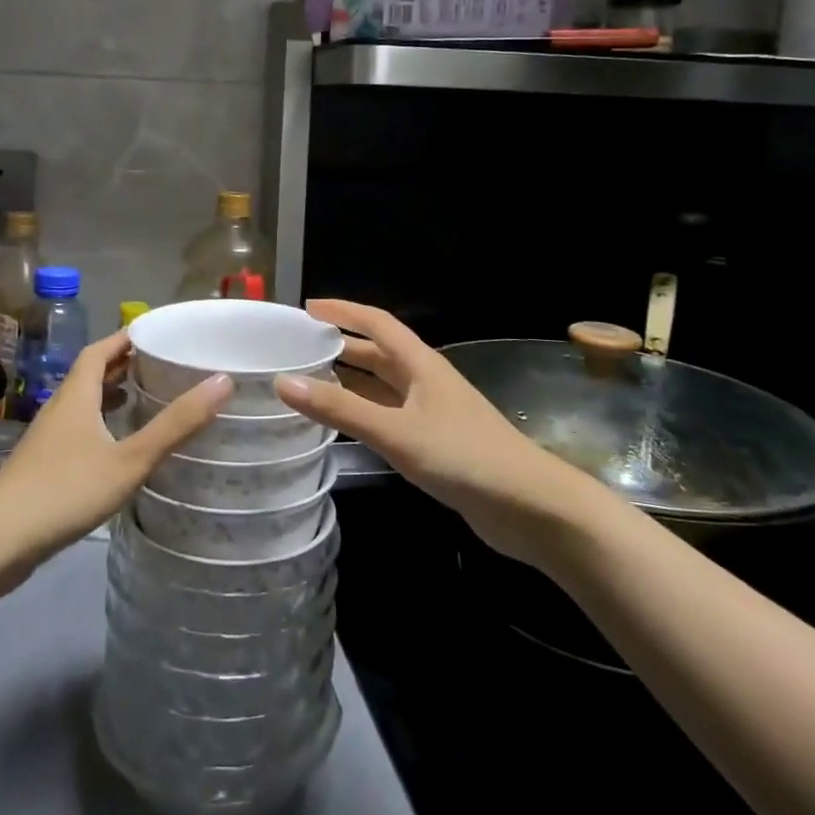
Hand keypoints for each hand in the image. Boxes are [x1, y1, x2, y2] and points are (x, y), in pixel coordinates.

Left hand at [0, 330, 229, 604]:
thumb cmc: (65, 491)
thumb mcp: (129, 459)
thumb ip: (175, 424)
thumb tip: (222, 381)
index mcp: (76, 394)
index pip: (100, 349)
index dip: (126, 336)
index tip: (158, 332)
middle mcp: (60, 407)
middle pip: (92, 373)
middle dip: (124, 364)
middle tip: (163, 363)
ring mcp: (48, 437)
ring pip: (84, 403)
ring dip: (112, 394)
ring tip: (147, 397)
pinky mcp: (43, 465)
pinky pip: (79, 429)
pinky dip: (102, 423)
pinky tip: (119, 446)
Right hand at [275, 300, 607, 562]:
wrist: (530, 507)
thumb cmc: (463, 457)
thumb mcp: (396, 432)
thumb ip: (341, 409)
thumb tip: (283, 382)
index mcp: (420, 364)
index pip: (377, 323)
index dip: (343, 311)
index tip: (307, 308)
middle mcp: (425, 380)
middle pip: (378, 352)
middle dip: (341, 345)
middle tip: (299, 346)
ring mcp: (433, 412)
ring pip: (383, 385)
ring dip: (351, 379)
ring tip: (310, 380)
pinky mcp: (436, 442)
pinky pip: (390, 414)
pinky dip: (364, 411)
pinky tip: (345, 423)